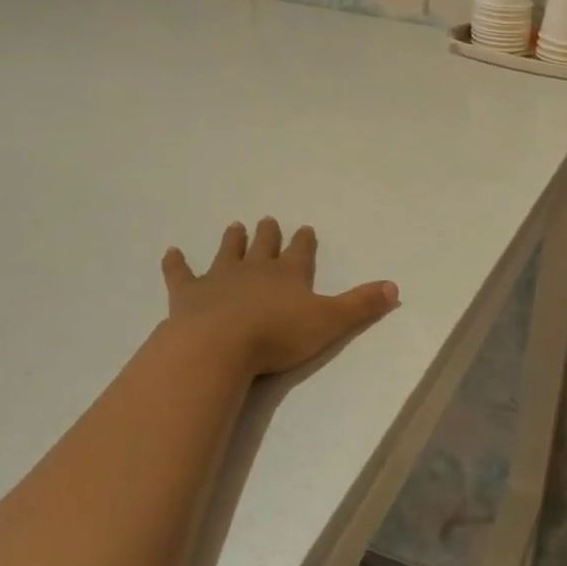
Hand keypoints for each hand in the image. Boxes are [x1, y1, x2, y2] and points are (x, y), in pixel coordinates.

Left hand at [161, 218, 398, 377]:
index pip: (300, 251)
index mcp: (288, 274)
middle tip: (268, 220)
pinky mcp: (188, 293)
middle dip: (268, 234)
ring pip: (227, 252)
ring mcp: (219, 278)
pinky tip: (171, 252)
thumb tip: (395, 287)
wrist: (219, 345)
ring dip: (232, 240)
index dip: (303, 241)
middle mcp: (255, 269)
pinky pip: (180, 273)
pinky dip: (176, 263)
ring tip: (235, 226)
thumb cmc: (277, 335)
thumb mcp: (329, 322)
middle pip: (263, 245)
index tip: (305, 228)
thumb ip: (361, 305)